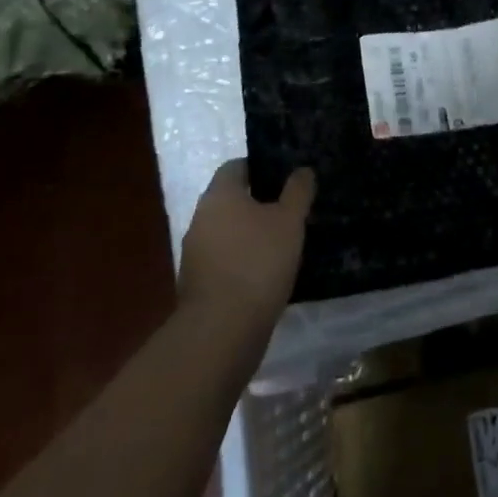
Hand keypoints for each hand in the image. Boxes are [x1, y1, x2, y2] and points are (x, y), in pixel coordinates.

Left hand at [178, 160, 314, 323]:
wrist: (223, 329)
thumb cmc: (259, 262)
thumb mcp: (290, 220)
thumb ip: (297, 191)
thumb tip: (302, 170)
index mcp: (219, 196)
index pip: (236, 167)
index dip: (261, 167)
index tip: (286, 178)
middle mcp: (200, 219)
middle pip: (230, 199)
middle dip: (258, 202)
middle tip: (290, 208)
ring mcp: (195, 253)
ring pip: (227, 231)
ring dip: (250, 233)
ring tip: (283, 240)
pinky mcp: (198, 283)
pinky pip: (224, 258)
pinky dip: (243, 259)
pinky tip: (267, 269)